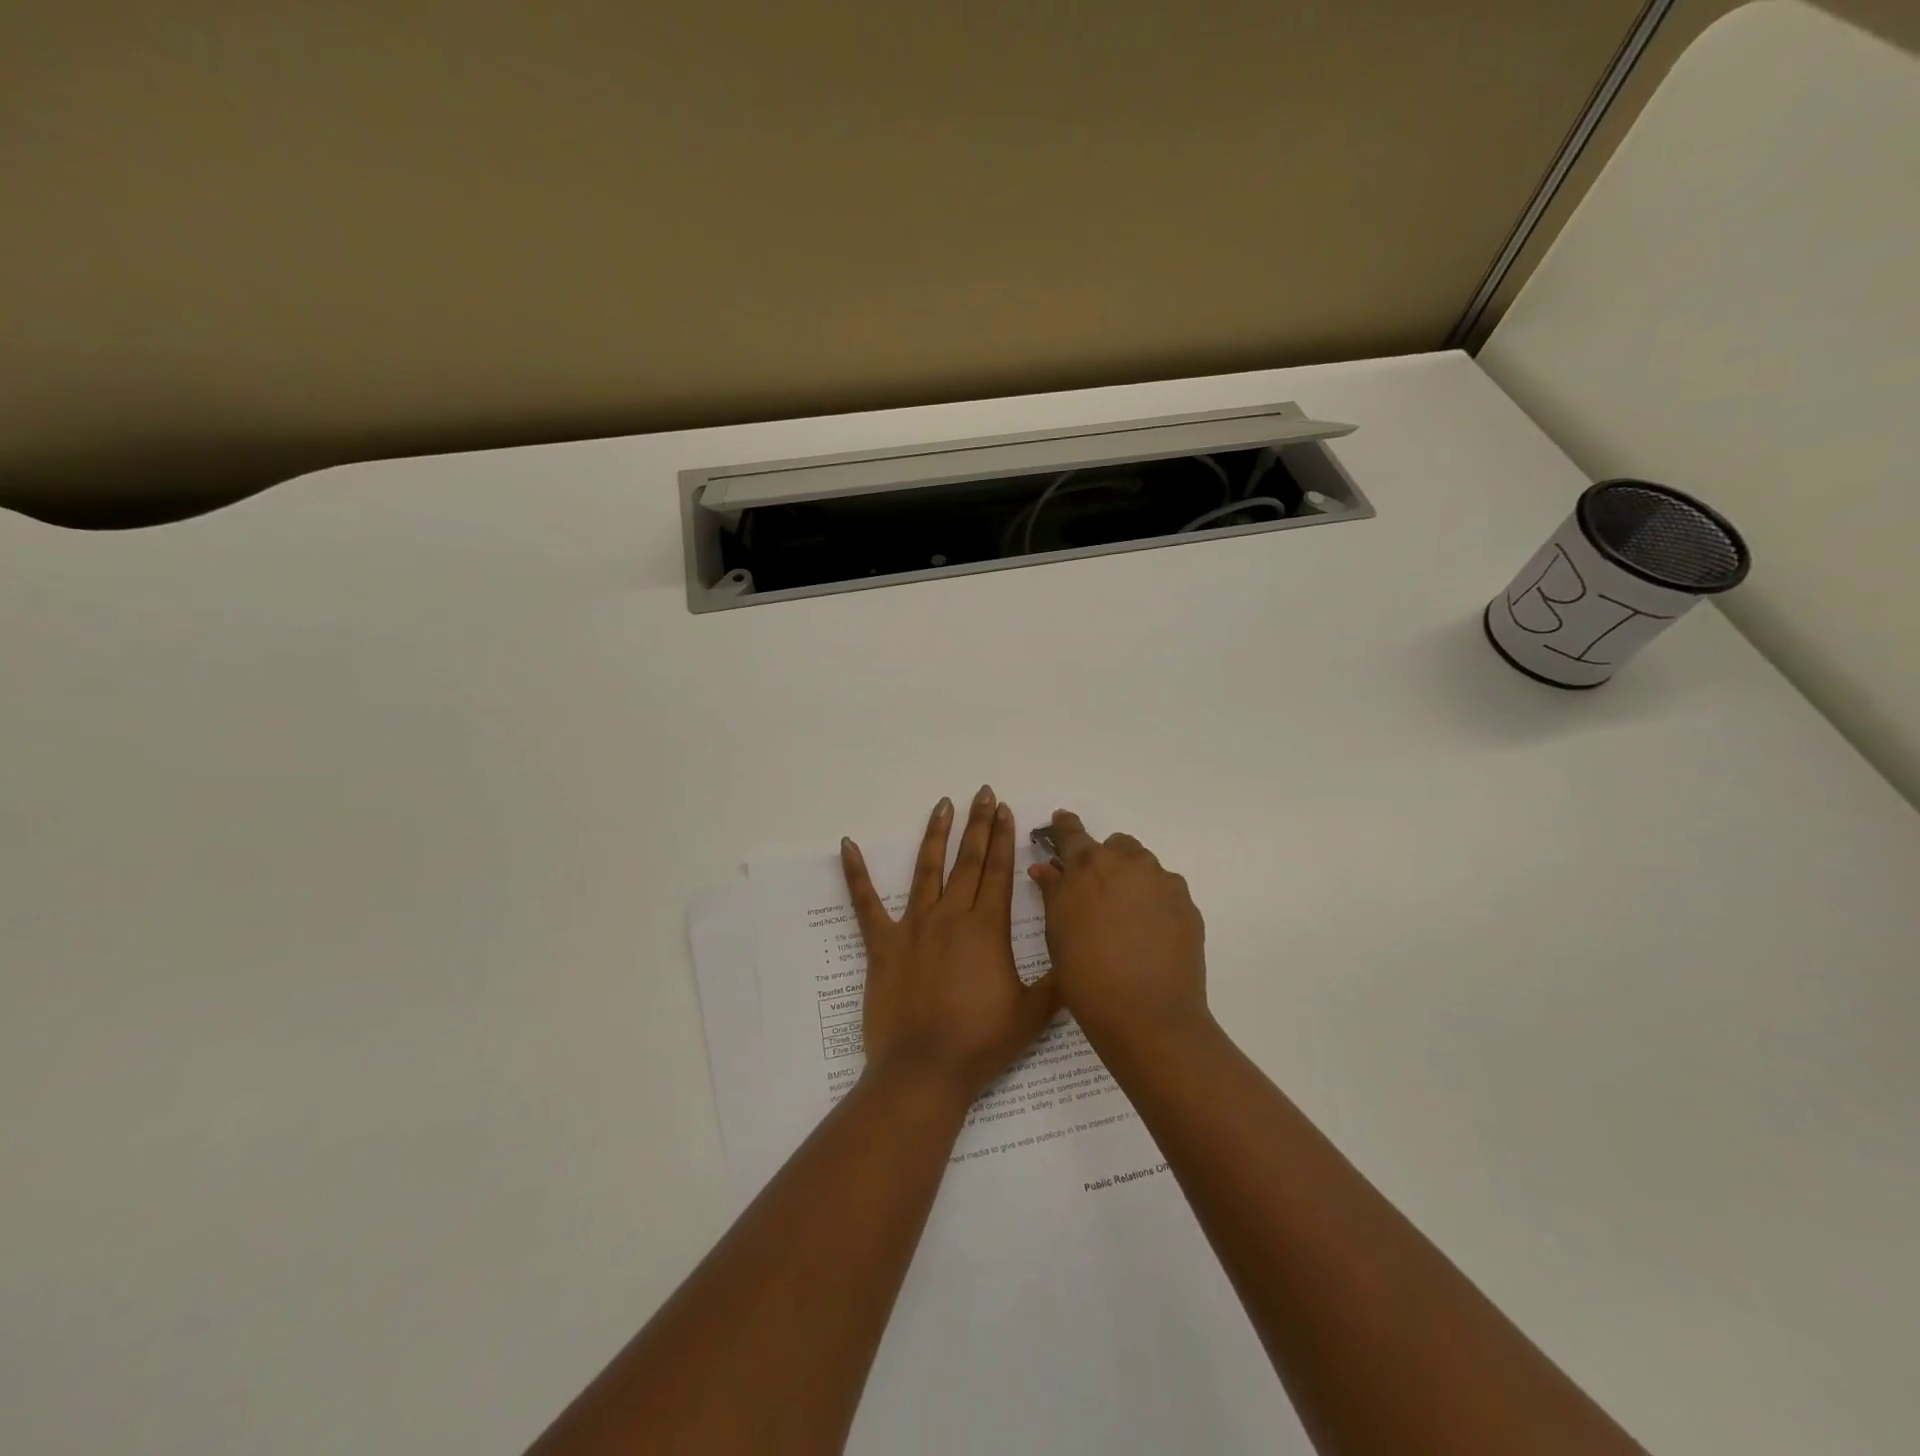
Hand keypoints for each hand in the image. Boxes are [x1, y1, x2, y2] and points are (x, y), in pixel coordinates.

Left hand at [842, 787, 1058, 1103]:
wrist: (925, 1070)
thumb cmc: (981, 1043)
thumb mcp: (1033, 1013)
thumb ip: (1057, 981)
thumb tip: (1077, 954)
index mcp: (986, 929)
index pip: (998, 871)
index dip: (1004, 838)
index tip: (1006, 810)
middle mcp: (950, 917)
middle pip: (967, 861)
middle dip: (978, 825)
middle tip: (983, 793)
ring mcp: (913, 927)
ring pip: (926, 870)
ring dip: (936, 835)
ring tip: (943, 804)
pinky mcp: (882, 945)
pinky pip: (865, 903)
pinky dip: (856, 874)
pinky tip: (847, 845)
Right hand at [1029, 811, 1210, 1056]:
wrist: (1146, 1015)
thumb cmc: (1086, 974)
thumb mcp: (1057, 932)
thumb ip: (1053, 892)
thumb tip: (1046, 868)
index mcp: (1088, 865)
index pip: (1072, 833)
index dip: (1064, 827)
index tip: (1061, 821)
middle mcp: (1128, 862)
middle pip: (1115, 846)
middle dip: (1105, 860)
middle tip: (1096, 893)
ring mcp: (1163, 882)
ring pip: (1143, 867)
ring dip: (1131, 880)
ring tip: (1124, 919)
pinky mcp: (1187, 905)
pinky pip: (1165, 892)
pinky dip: (1154, 903)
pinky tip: (1147, 935)